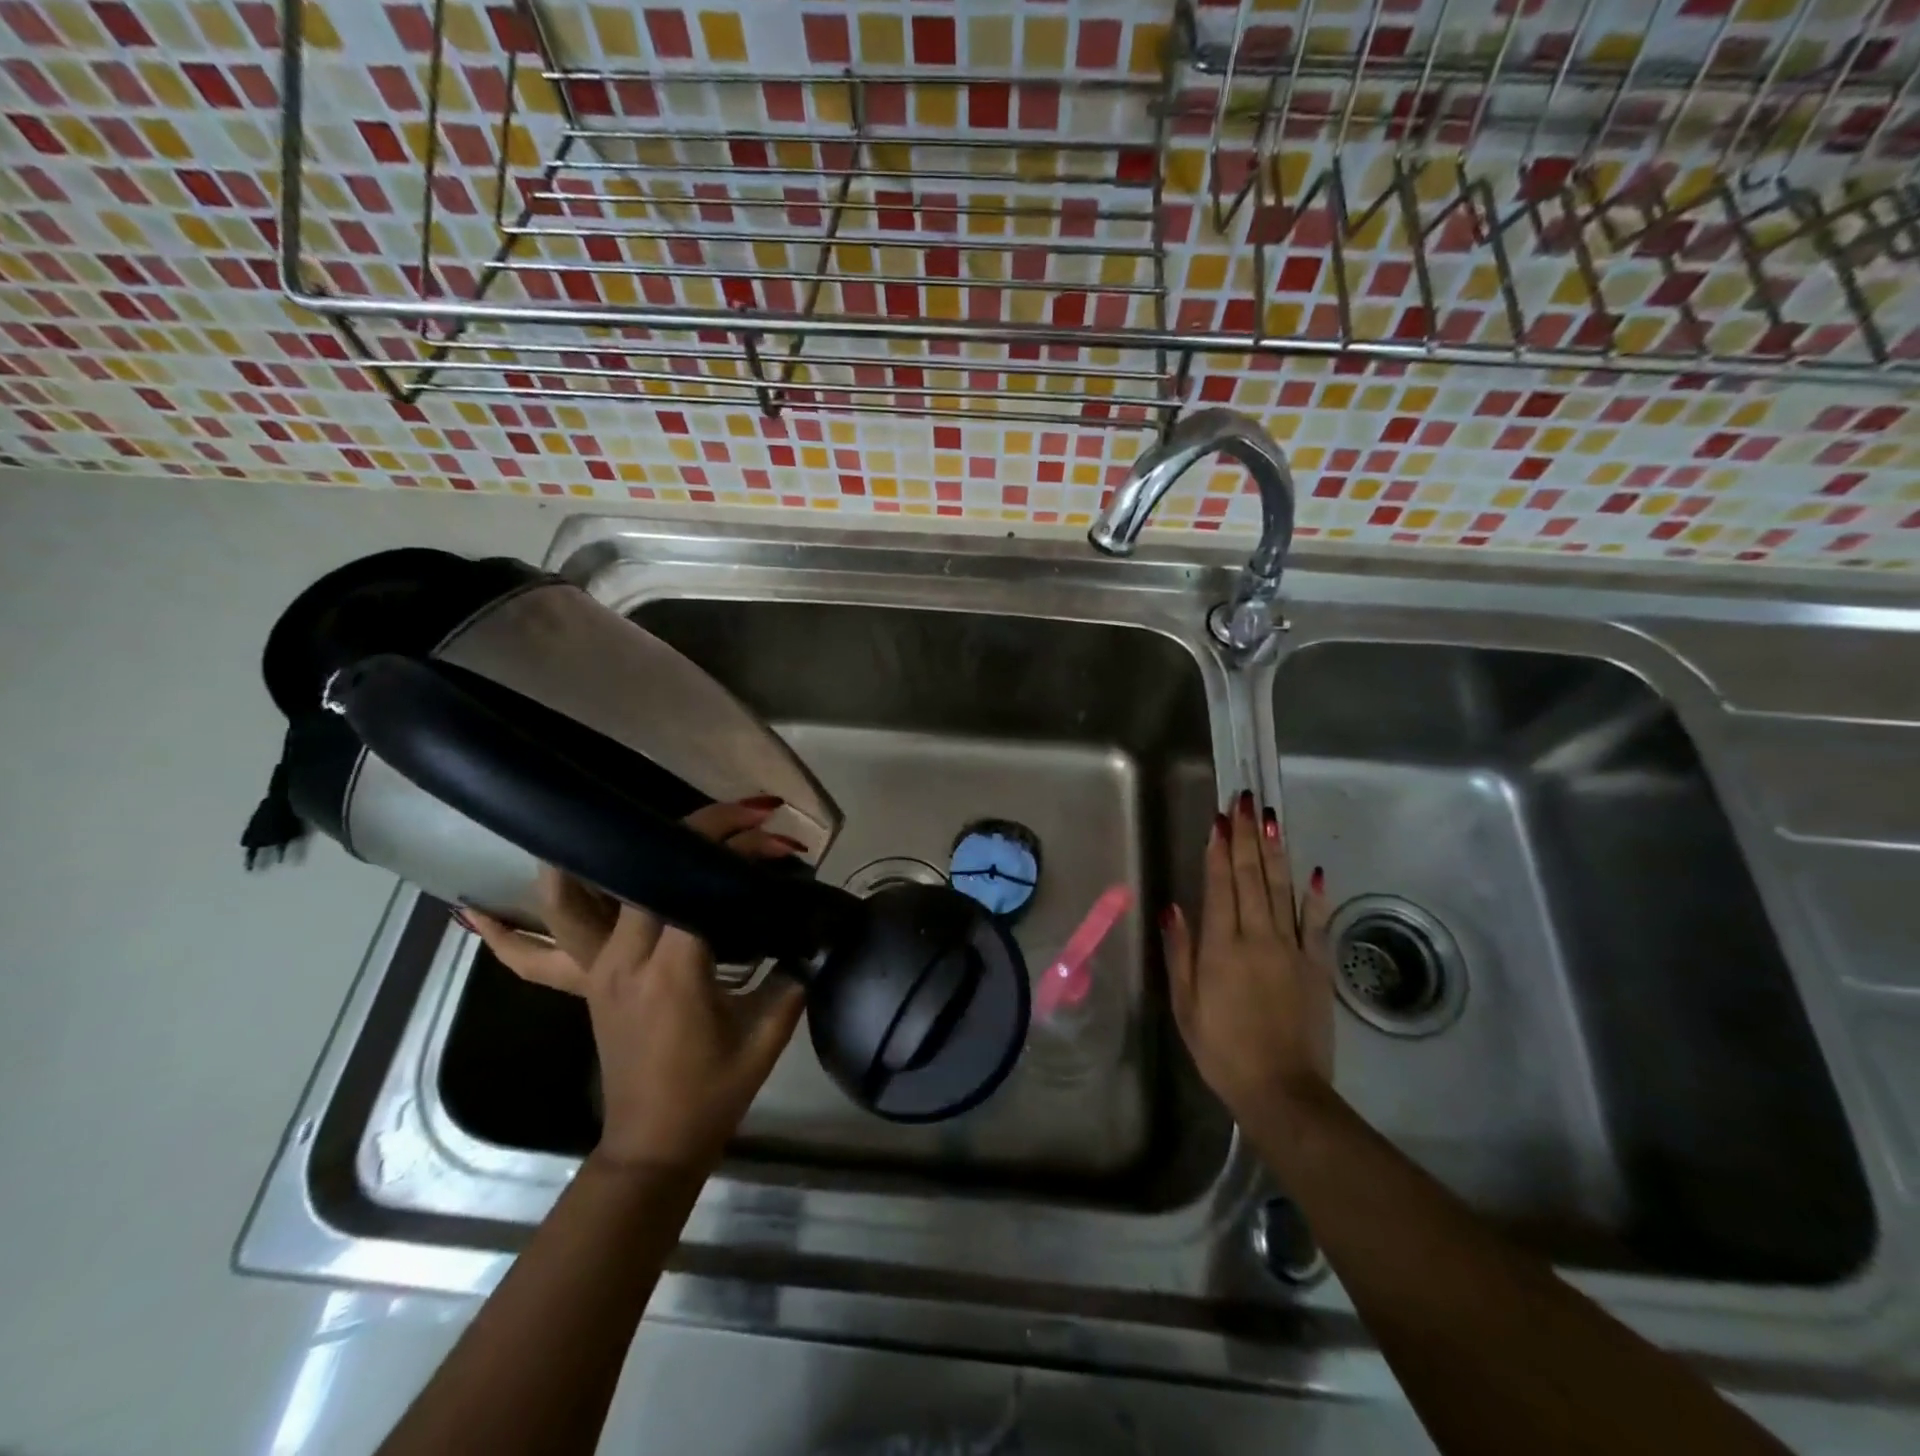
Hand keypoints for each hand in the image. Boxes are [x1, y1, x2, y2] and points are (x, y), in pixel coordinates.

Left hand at [465, 800, 806, 1173]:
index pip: (698, 886)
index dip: (738, 853)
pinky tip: (475, 913)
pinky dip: (508, 934)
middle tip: (740, 819)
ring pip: (570, 902)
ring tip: (597, 819)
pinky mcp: (587, 983)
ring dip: (579, 859)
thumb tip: (814, 931)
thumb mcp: (765, 1035)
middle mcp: (624, 959)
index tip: (776, 840)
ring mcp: (596, 970)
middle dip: (695, 832)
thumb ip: (792, 976)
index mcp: (672, 970)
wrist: (654, 1146)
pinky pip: (539, 954)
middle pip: (645, 872)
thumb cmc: (712, 1094)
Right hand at [1162, 790, 1334, 1126]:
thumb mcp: (1186, 1005)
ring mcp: (1292, 949)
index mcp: (1222, 946)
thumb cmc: (1222, 1049)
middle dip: (1247, 836)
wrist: (1282, 1090)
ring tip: (1271, 818)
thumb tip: (1173, 907)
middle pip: (1251, 876)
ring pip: (1282, 889)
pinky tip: (1314, 871)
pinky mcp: (1317, 966)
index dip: (1219, 849)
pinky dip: (1314, 895)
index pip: (1220, 885)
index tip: (1219, 818)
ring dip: (1275, 851)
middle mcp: (1258, 937)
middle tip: (1245, 801)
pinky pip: (1315, 923)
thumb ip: (1181, 953)